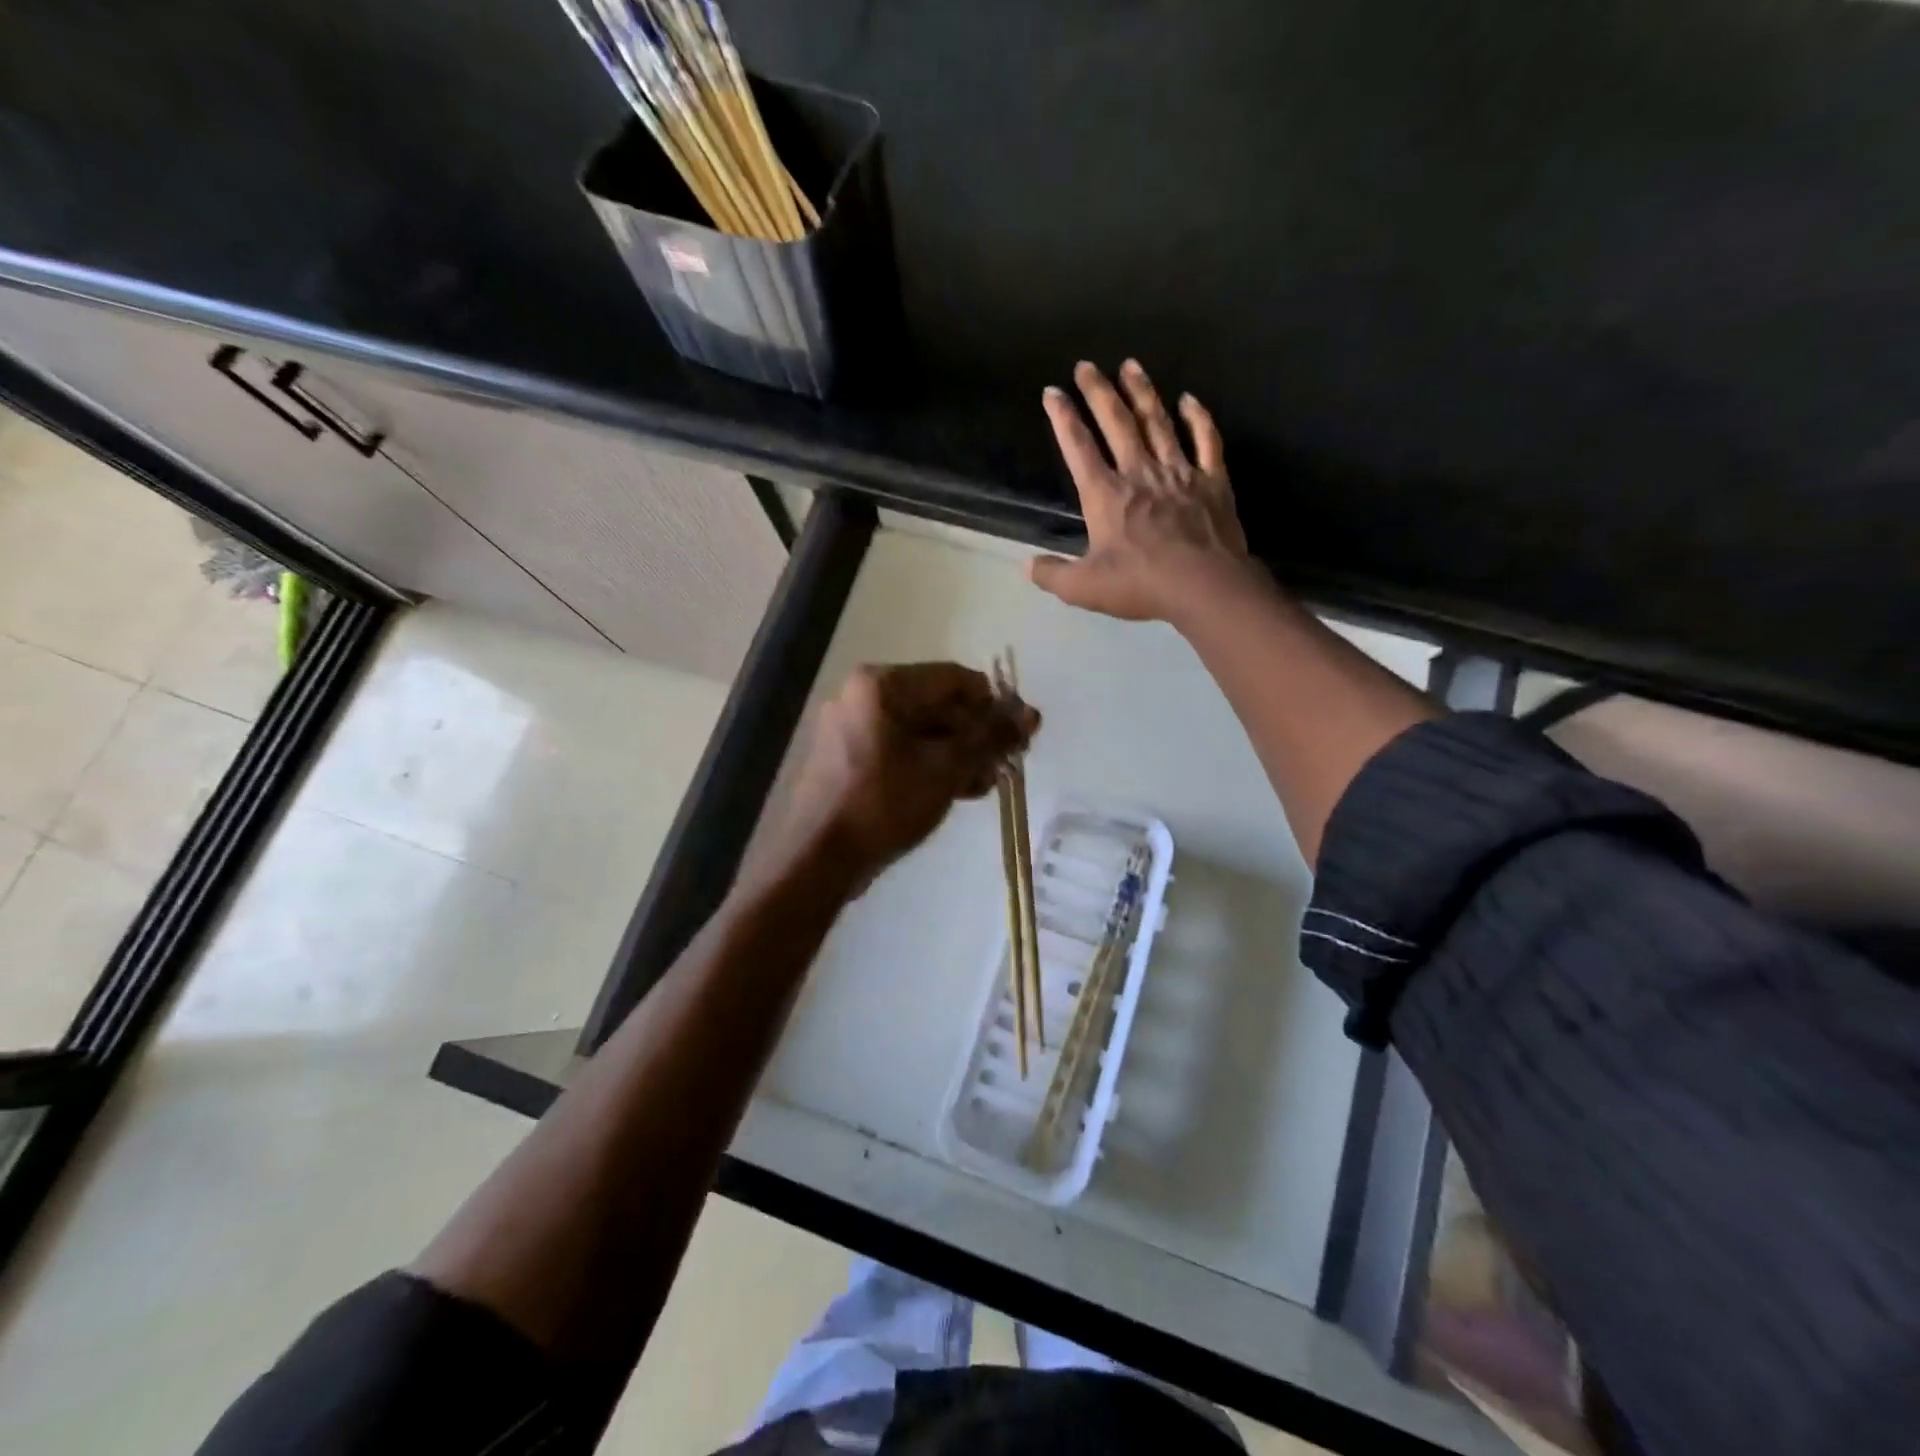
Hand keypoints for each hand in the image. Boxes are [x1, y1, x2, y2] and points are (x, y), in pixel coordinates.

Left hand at [776, 663, 1038, 889]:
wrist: (818, 858)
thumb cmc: (885, 803)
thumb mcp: (947, 768)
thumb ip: (990, 738)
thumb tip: (1031, 714)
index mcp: (883, 684)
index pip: (956, 679)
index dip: (994, 706)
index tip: (1020, 737)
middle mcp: (863, 696)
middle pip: (938, 704)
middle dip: (976, 736)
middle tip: (1004, 767)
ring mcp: (852, 727)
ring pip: (921, 731)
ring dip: (958, 754)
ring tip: (983, 785)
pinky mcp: (849, 758)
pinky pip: (901, 750)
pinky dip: (930, 765)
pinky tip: (956, 791)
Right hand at [1030, 359, 1260, 624]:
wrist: (1204, 586)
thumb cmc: (1140, 585)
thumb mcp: (1084, 588)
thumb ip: (1052, 574)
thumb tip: (1026, 566)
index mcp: (1106, 495)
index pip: (1079, 448)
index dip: (1063, 419)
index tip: (1052, 393)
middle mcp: (1139, 473)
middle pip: (1117, 423)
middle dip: (1099, 392)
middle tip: (1086, 365)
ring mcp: (1179, 473)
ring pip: (1158, 422)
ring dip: (1142, 392)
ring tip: (1130, 365)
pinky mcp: (1212, 481)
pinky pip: (1205, 441)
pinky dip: (1198, 418)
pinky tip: (1189, 399)